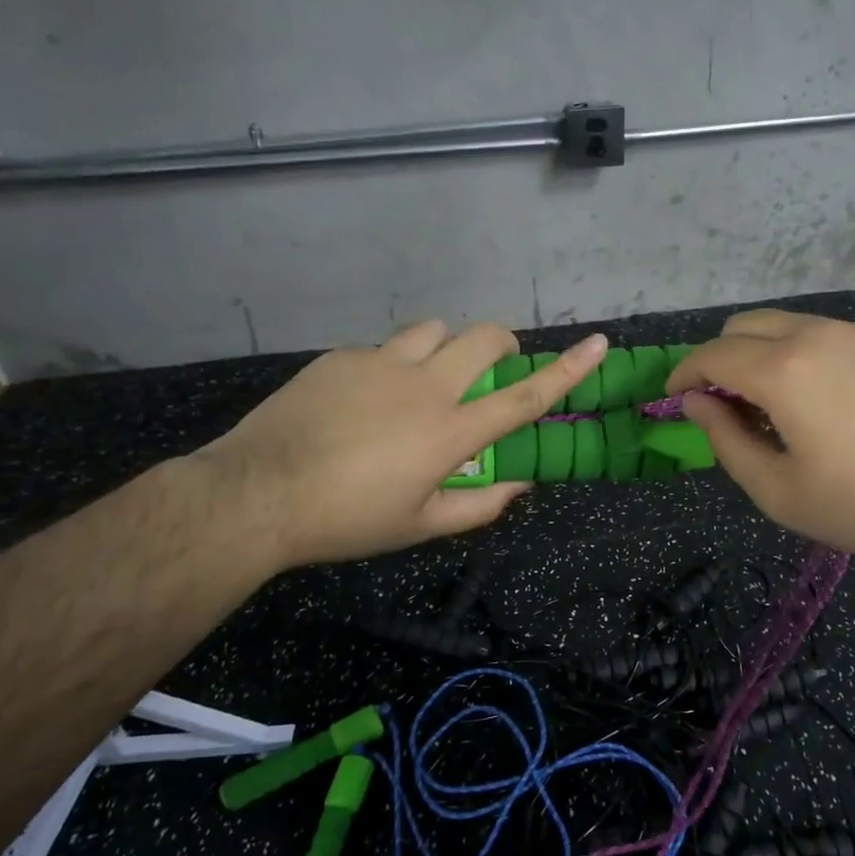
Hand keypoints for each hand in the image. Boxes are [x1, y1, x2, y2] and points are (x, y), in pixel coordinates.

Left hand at [191, 322, 607, 567]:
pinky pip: (383, 348)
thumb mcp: (420, 525)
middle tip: (492, 366)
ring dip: (444, 347)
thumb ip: (479, 504)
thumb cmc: (348, 520)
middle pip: (483, 339)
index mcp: (450, 432)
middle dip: (501, 344)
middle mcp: (424, 387)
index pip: (523, 398)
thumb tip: (520, 484)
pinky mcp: (341, 358)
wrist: (257, 494)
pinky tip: (362, 400)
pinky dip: (392, 366)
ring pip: (434, 330)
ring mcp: (380, 364)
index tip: (597, 343)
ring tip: (423, 380)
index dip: (567, 370)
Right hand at [667, 310, 854, 565]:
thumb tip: (696, 404)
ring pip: (785, 324)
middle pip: (743, 325)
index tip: (674, 397)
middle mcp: (815, 335)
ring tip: (772, 406)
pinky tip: (822, 400)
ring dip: (759, 353)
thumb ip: (726, 442)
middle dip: (718, 358)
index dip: (684, 374)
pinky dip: (799, 354)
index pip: (712, 356)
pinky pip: (823, 333)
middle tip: (722, 404)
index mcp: (782, 371)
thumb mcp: (780, 492)